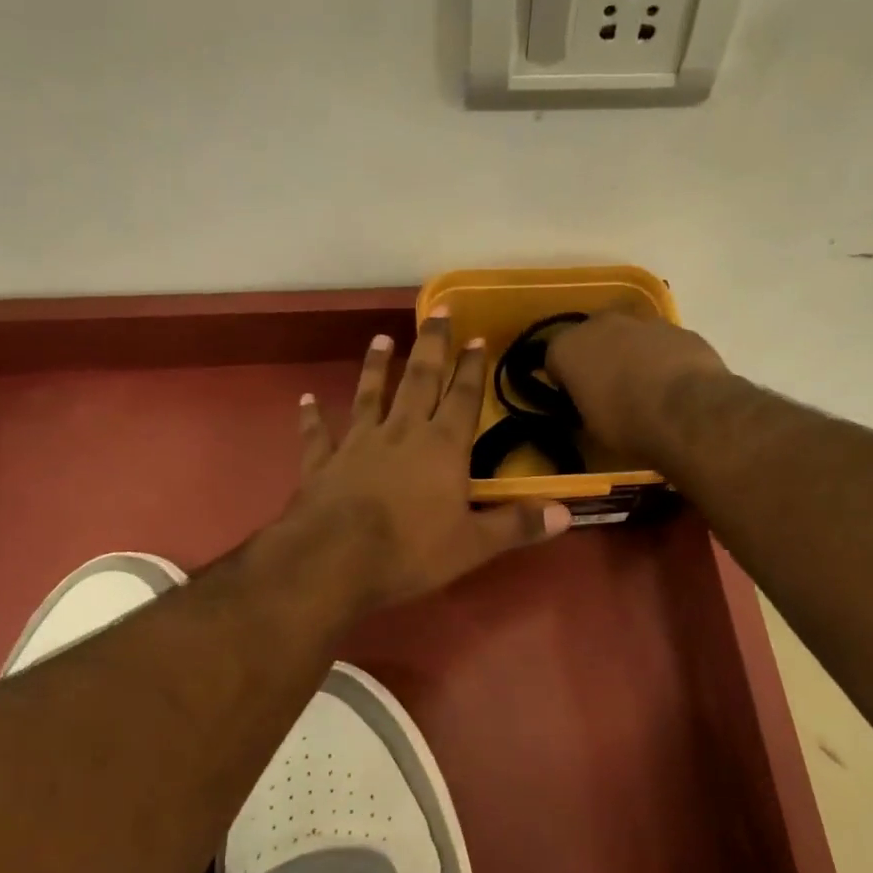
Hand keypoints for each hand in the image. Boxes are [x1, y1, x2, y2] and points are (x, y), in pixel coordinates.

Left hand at [289, 306, 571, 609]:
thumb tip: (566, 513)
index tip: (477, 337)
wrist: (333, 562)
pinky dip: (312, 416)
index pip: (463, 398)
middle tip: (437, 309)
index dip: (472, 368)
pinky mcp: (323, 463)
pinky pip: (317, 434)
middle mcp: (401, 433)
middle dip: (431, 344)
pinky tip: (306, 399)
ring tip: (380, 338)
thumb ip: (517, 525)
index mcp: (441, 447)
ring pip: (369, 395)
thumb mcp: (473, 545)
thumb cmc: (410, 551)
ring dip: (376, 366)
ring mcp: (357, 443)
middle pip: (419, 380)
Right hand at [545, 312, 727, 463]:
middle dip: (597, 358)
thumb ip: (584, 403)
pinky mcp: (680, 329)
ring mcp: (644, 321)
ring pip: (629, 336)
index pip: (554, 358)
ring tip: (646, 389)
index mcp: (569, 347)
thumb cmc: (626, 423)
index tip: (576, 399)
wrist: (688, 412)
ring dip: (632, 354)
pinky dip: (664, 358)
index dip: (564, 380)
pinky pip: (662, 342)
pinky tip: (675, 385)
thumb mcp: (590, 426)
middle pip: (591, 338)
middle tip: (609, 390)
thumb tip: (590, 401)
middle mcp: (601, 323)